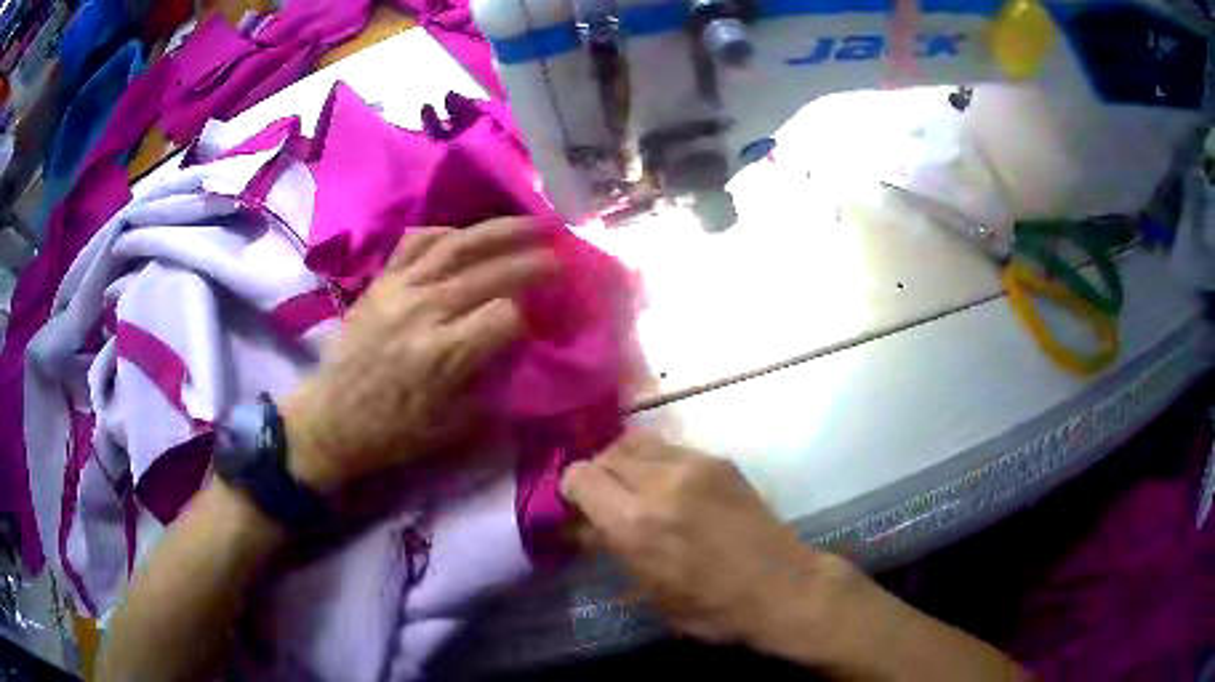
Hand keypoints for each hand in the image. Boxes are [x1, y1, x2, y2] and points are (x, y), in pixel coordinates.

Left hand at [282, 218, 557, 490]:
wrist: (332, 417)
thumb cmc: (394, 430)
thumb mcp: (454, 426)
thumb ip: (494, 385)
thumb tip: (524, 352)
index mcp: (444, 354)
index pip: (506, 315)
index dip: (531, 315)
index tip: (541, 322)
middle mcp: (425, 311)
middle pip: (491, 271)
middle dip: (534, 260)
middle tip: (564, 255)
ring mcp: (400, 289)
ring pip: (458, 244)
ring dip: (501, 229)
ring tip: (533, 223)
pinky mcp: (382, 280)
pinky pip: (418, 241)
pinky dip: (447, 231)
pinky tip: (466, 235)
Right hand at [559, 430, 857, 649]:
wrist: (782, 587)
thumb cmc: (712, 607)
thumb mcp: (649, 591)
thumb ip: (610, 548)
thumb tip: (582, 524)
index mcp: (636, 523)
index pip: (580, 477)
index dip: (571, 491)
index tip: (578, 508)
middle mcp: (660, 483)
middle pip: (605, 453)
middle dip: (597, 474)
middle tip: (605, 500)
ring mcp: (694, 465)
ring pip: (636, 441)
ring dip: (624, 461)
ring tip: (634, 487)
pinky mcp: (719, 460)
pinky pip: (670, 447)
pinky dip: (656, 461)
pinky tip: (668, 486)